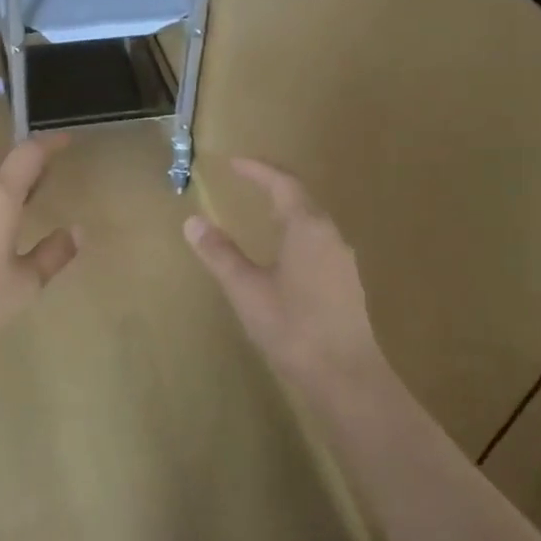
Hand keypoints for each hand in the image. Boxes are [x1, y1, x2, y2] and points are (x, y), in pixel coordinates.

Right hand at [183, 158, 387, 393]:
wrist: (346, 377)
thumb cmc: (292, 328)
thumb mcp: (246, 289)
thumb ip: (220, 253)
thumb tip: (193, 221)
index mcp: (307, 228)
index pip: (282, 184)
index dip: (257, 170)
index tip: (234, 162)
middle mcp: (331, 236)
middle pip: (301, 199)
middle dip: (272, 187)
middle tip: (246, 182)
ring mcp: (343, 261)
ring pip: (312, 223)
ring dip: (286, 212)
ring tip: (261, 214)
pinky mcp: (347, 284)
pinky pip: (318, 244)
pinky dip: (296, 235)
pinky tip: (284, 256)